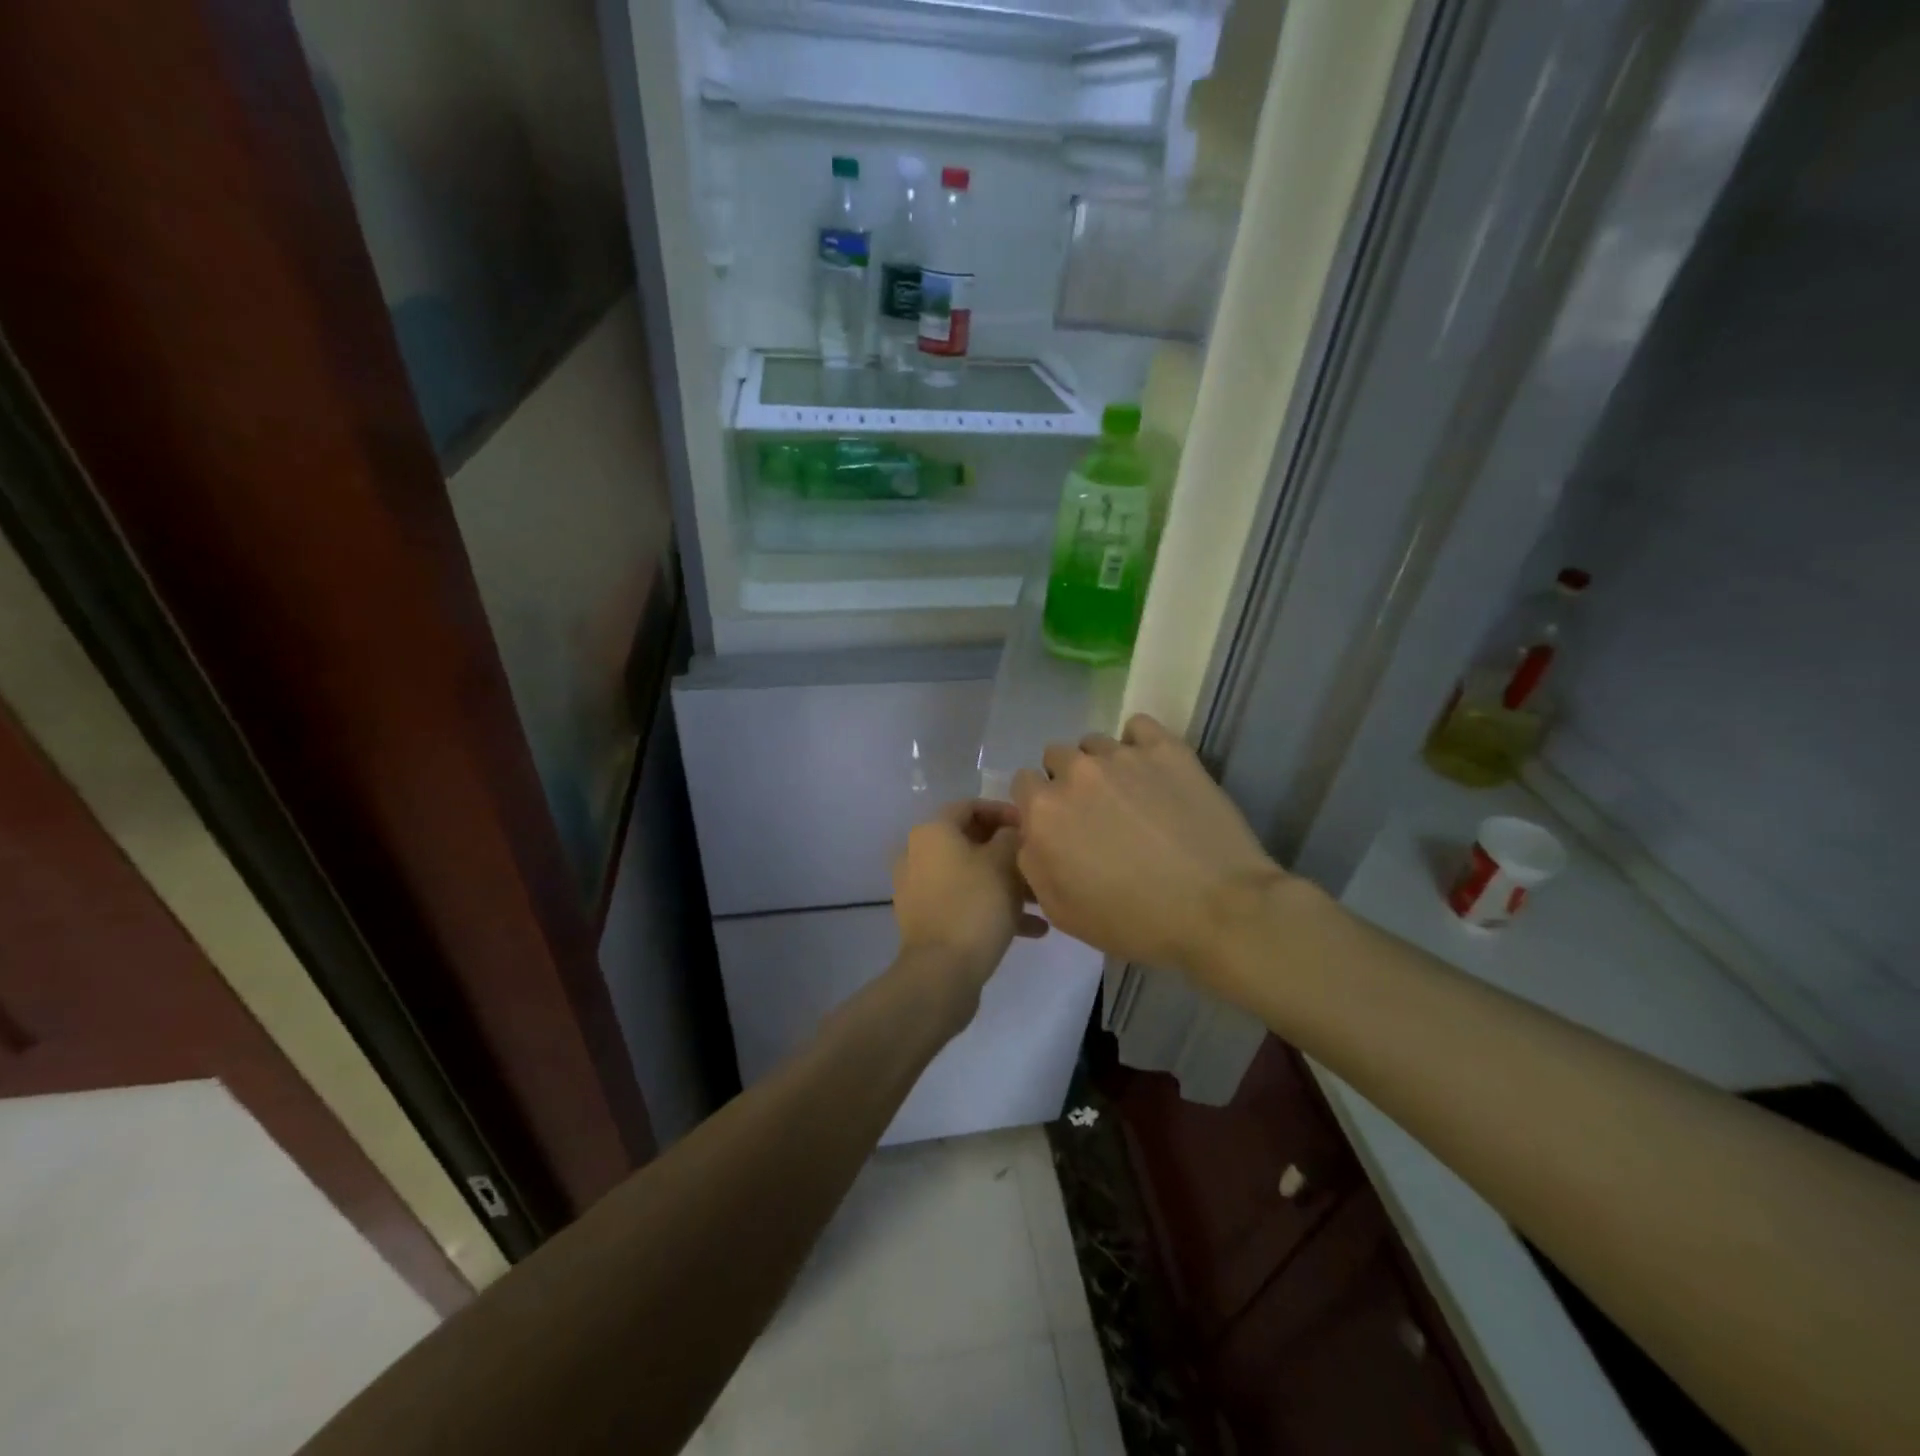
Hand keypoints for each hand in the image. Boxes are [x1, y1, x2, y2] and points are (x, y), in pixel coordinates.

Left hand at [892, 800, 1047, 996]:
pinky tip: (1033, 929)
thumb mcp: (1003, 863)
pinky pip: (965, 903)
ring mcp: (919, 890)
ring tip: (1041, 900)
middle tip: (1038, 863)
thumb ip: (1011, 837)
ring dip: (1006, 883)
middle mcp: (918, 855)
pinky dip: (993, 908)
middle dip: (1009, 852)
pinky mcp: (927, 920)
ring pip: (971, 875)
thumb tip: (1011, 832)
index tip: (1032, 826)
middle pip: (970, 842)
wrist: (942, 973)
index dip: (1004, 811)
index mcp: (932, 832)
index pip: (970, 806)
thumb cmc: (975, 905)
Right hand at [1012, 714, 1285, 979]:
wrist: (1217, 909)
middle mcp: (1075, 772)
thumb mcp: (1061, 912)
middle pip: (1056, 758)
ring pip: (1095, 743)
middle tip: (1096, 814)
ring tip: (1130, 795)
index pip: (1023, 784)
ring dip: (1102, 764)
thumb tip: (1031, 836)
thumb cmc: (1133, 921)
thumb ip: (1031, 864)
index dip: (1038, 806)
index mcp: (1044, 811)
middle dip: (1067, 781)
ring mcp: (1123, 755)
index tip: (1061, 827)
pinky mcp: (1166, 748)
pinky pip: (1137, 727)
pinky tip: (1152, 770)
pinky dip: (1138, 744)